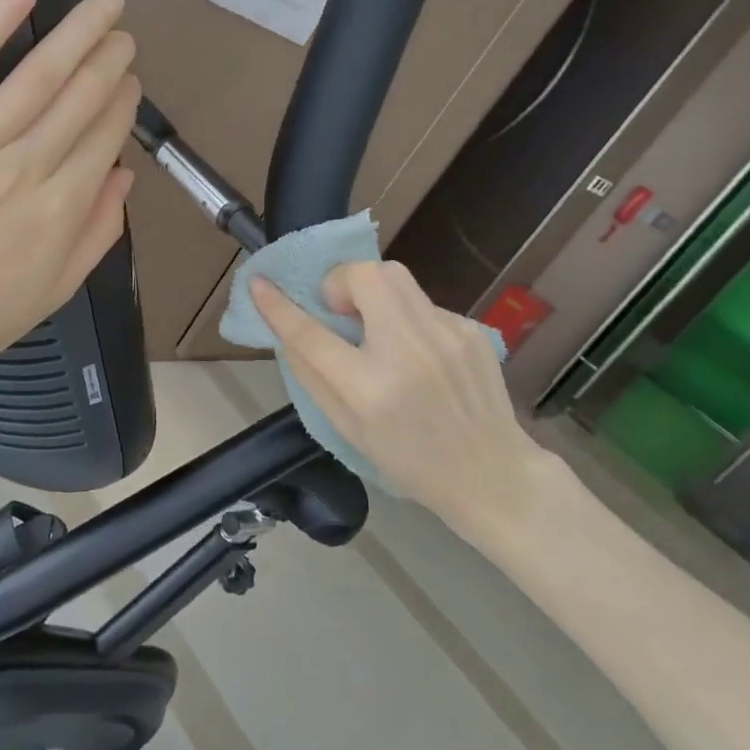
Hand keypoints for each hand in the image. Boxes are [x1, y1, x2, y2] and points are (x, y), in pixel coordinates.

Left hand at [0, 0, 138, 389]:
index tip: (130, 79)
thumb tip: (125, 175)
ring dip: (76, 35)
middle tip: (122, 32)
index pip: (104, 137)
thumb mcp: (53, 291)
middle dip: (109, 60)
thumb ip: (97, 233)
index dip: (123, 102)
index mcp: (60, 212)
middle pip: (79, 100)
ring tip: (102, 6)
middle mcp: (24, 172)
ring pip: (35, 79)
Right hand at [249, 262, 569, 544]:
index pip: (310, 333)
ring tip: (375, 326)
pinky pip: (422, 303)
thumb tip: (288, 330)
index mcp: (368, 388)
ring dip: (371, 292)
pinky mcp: (470, 329)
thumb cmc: (408, 460)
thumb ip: (312, 375)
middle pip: (364, 275)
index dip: (278, 306)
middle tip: (339, 311)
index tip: (259, 284)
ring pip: (396, 276)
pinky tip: (417, 352)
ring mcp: (445, 336)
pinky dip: (406, 317)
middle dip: (340, 280)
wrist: (490, 474)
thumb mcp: (346, 429)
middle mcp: (408, 352)